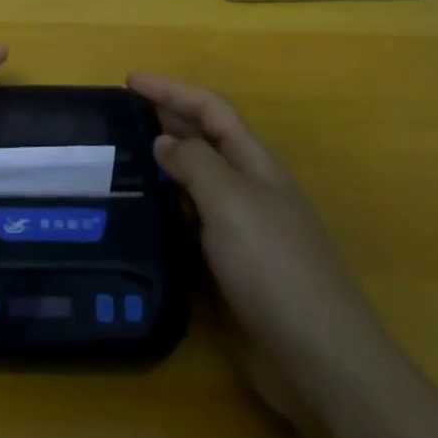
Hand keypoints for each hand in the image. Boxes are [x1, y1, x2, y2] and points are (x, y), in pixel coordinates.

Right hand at [126, 73, 390, 402]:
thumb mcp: (231, 201)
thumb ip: (195, 164)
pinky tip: (144, 214)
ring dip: (165, 163)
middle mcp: (250, 189)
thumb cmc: (274, 267)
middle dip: (167, 118)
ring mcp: (243, 229)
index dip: (172, 90)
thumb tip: (164, 141)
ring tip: (123, 158)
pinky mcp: (231, 267)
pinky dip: (168, 207)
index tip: (130, 81)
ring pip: (197, 181)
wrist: (317, 357)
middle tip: (120, 114)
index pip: (211, 109)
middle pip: (206, 140)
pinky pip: (192, 222)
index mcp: (256, 164)